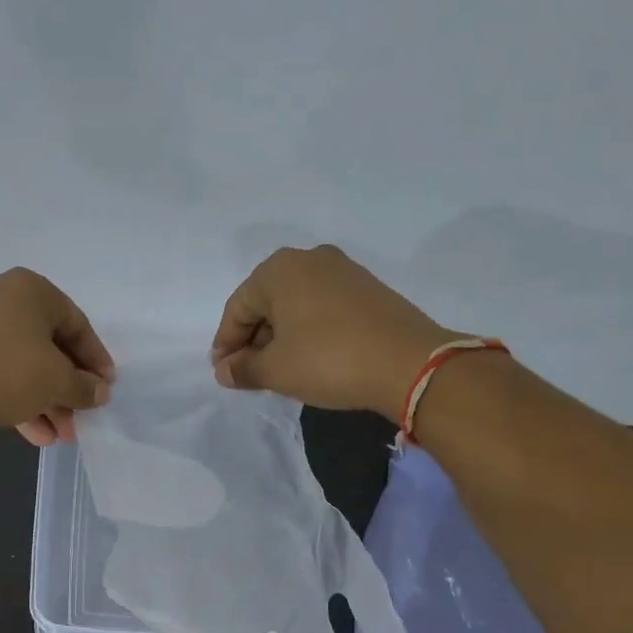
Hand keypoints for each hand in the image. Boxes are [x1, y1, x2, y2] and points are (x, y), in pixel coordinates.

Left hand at [0, 268, 114, 446]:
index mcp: (30, 289)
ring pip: (25, 363)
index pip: (76, 324)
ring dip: (47, 400)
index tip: (106, 388)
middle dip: (68, 389)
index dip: (96, 360)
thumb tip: (100, 392)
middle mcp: (3, 297)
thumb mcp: (57, 381)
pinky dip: (20, 398)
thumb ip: (85, 387)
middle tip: (81, 418)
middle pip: (50, 346)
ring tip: (61, 436)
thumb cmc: (8, 373)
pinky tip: (36, 435)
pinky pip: (1, 372)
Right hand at [211, 246, 461, 419]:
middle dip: (253, 339)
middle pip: (266, 302)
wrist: (409, 363)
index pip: (237, 308)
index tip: (224, 373)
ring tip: (279, 370)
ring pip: (295, 305)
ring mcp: (343, 271)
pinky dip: (308, 331)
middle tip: (249, 373)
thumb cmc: (328, 360)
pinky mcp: (368, 289)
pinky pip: (322, 308)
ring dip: (280, 336)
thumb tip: (225, 370)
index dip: (226, 343)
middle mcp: (310, 259)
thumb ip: (243, 369)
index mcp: (279, 270)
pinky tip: (310, 358)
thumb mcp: (276, 370)